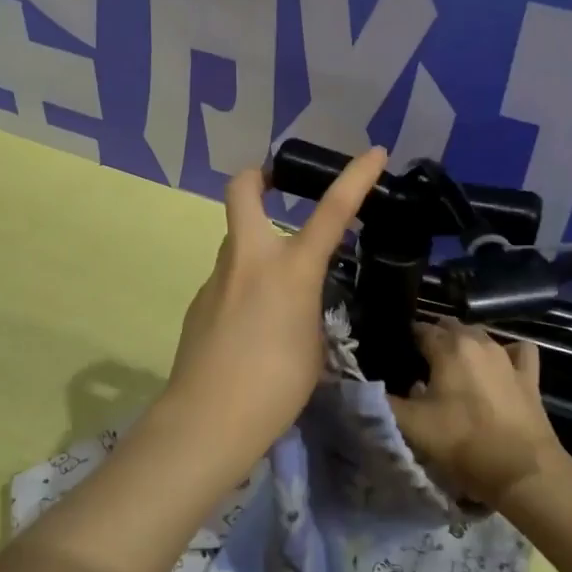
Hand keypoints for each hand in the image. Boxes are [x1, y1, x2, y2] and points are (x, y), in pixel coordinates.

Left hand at [162, 147, 389, 456]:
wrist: (208, 418)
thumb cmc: (276, 385)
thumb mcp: (314, 344)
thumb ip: (308, 308)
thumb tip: (293, 301)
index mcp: (291, 268)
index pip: (332, 211)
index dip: (356, 177)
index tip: (373, 153)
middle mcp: (249, 259)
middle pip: (242, 190)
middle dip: (259, 178)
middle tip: (276, 188)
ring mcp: (217, 278)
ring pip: (235, 241)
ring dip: (255, 248)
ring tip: (276, 292)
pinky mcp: (198, 303)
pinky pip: (226, 281)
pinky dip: (242, 288)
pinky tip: (250, 328)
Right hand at [388, 321, 566, 507]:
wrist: (522, 470)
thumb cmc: (462, 443)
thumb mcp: (411, 426)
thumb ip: (380, 402)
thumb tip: (358, 387)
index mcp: (448, 348)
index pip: (420, 330)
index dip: (406, 339)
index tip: (397, 353)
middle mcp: (478, 341)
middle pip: (450, 327)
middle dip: (434, 338)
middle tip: (420, 363)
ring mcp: (507, 356)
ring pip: (481, 335)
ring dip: (464, 343)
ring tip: (453, 366)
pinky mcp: (529, 375)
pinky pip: (517, 350)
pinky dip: (506, 352)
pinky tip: (499, 366)